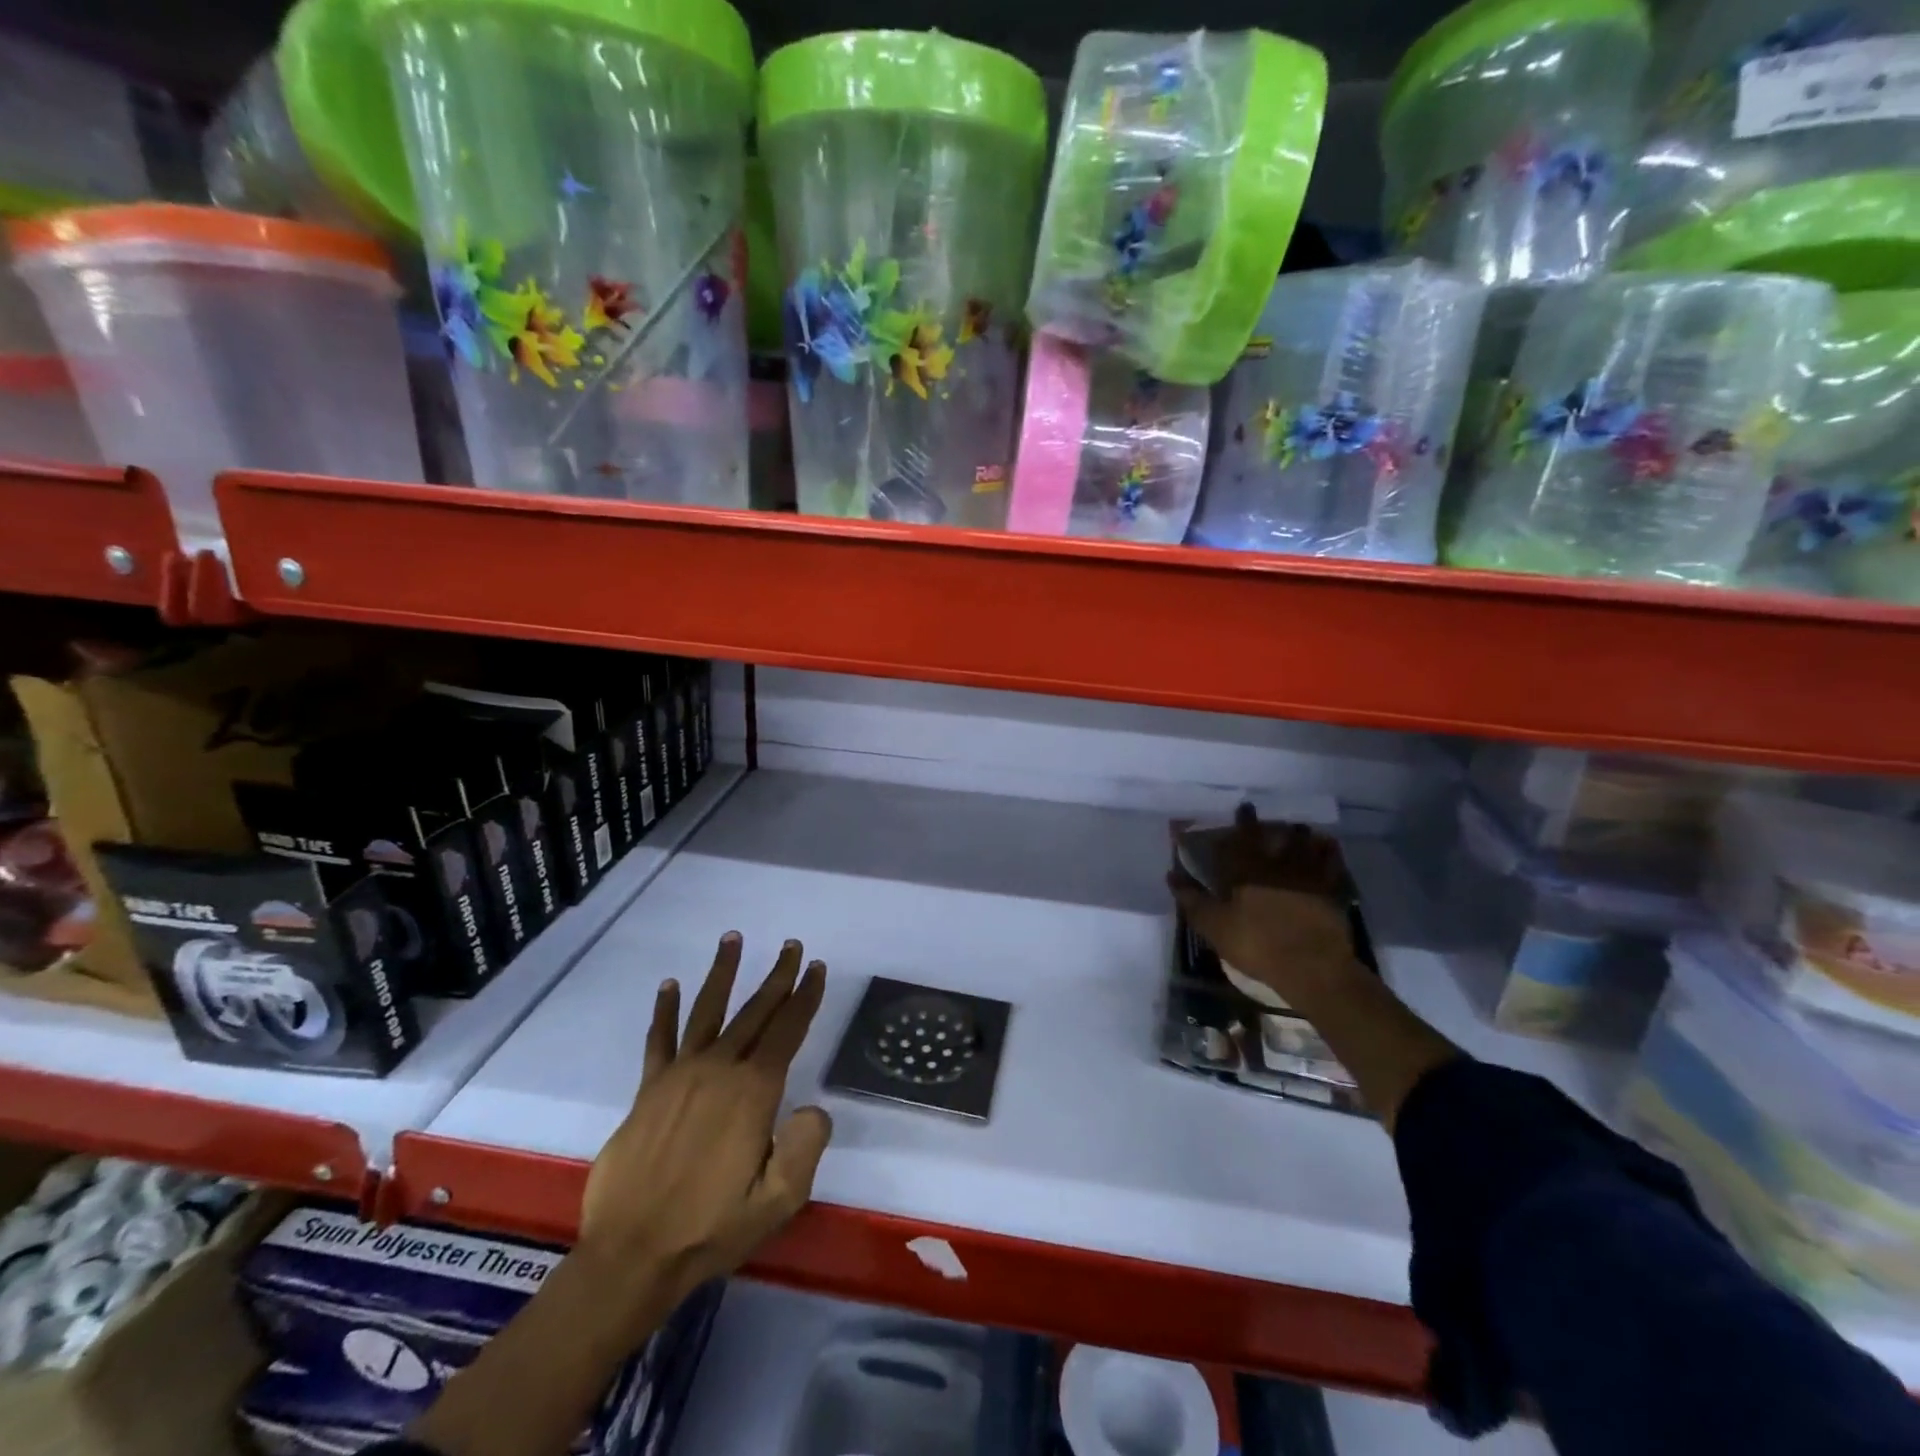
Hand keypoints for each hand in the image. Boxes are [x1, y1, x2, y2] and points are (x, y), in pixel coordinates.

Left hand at [577, 933, 830, 1333]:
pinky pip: (659, 1040)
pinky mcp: (648, 1090)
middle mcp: (719, 1070)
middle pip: (755, 1011)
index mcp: (753, 1092)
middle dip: (777, 977)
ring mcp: (680, 1075)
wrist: (631, 1256)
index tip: (816, 968)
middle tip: (791, 946)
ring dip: (722, 973)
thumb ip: (805, 1148)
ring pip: (707, 1010)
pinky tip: (669, 985)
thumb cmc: (711, 1229)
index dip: (805, 997)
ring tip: (732, 939)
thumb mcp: (777, 1201)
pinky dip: (664, 1011)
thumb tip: (814, 1109)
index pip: (787, 1031)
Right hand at [1169, 804, 1363, 1004]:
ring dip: (1298, 834)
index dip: (1239, 822)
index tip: (1241, 809)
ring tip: (1296, 828)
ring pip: (1303, 844)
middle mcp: (1276, 864)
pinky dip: (1328, 852)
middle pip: (1272, 836)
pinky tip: (1327, 846)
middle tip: (1265, 815)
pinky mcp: (1331, 891)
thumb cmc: (1257, 944)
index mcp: (1246, 870)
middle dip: (1266, 824)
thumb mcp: (1214, 926)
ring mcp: (1307, 876)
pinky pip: (1332, 863)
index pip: (1239, 838)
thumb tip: (1171, 874)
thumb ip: (1192, 899)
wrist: (1312, 967)